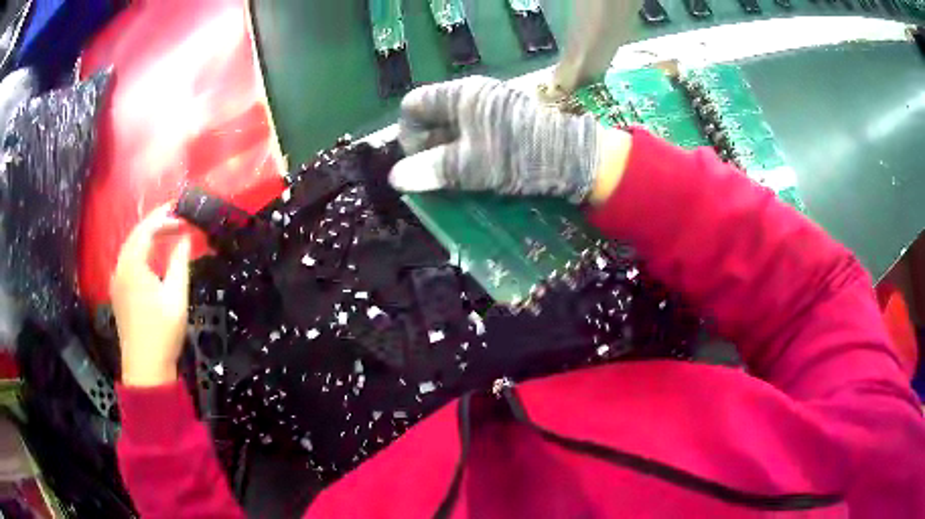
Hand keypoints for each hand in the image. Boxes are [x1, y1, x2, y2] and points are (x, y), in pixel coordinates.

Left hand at [110, 205, 191, 386]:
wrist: (145, 369)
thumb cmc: (162, 332)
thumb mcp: (176, 296)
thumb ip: (179, 262)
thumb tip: (185, 237)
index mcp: (133, 265)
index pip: (147, 229)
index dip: (165, 217)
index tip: (184, 213)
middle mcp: (120, 267)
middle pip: (136, 234)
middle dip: (156, 222)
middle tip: (177, 216)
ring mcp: (117, 280)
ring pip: (130, 247)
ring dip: (148, 236)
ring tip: (167, 231)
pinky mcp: (118, 292)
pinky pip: (128, 260)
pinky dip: (141, 250)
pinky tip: (152, 255)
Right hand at [389, 76, 603, 202]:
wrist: (573, 158)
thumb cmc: (518, 156)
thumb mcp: (469, 165)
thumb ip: (430, 169)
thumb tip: (395, 178)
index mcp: (459, 95)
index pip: (412, 105)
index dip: (408, 135)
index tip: (419, 162)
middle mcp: (473, 94)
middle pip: (432, 116)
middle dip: (428, 147)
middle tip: (438, 175)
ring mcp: (492, 105)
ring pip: (453, 127)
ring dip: (448, 153)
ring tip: (458, 178)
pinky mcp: (507, 119)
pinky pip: (474, 132)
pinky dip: (468, 151)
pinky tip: (478, 171)